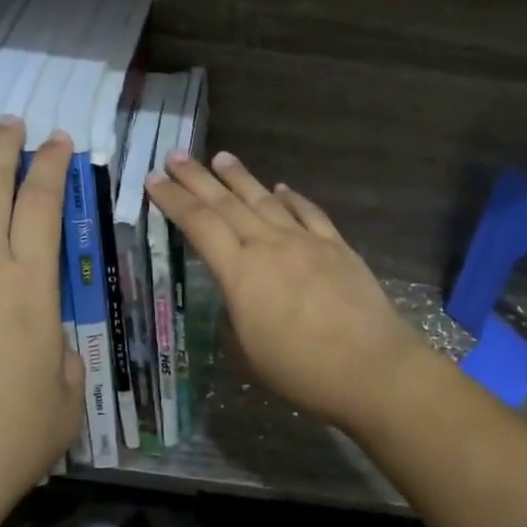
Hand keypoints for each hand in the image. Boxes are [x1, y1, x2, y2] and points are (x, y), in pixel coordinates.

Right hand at [145, 151, 432, 432]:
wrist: (372, 367)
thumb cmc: (302, 370)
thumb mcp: (249, 353)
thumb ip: (236, 317)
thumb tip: (237, 298)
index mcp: (240, 272)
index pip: (199, 225)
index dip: (174, 200)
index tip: (154, 180)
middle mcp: (269, 245)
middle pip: (227, 203)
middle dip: (197, 178)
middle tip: (175, 155)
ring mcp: (305, 241)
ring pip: (265, 200)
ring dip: (240, 178)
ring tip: (221, 157)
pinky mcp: (336, 246)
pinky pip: (309, 213)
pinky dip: (292, 198)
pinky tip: (282, 188)